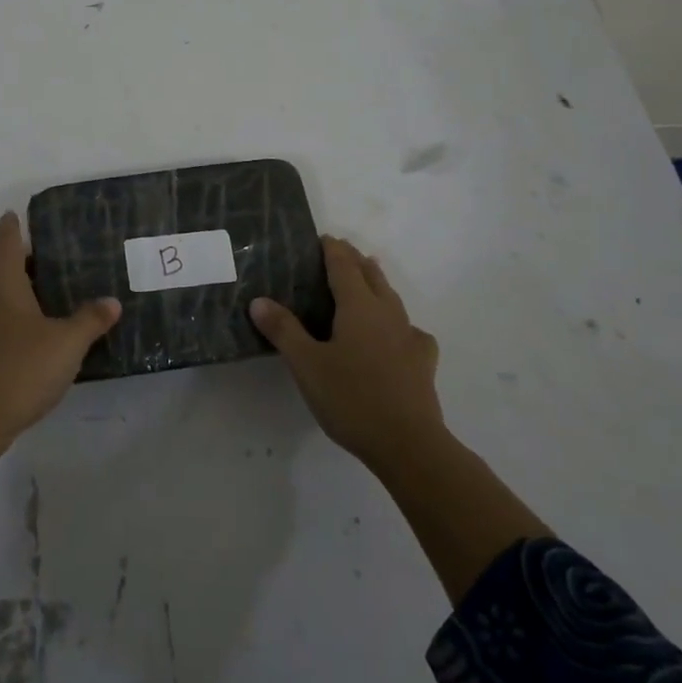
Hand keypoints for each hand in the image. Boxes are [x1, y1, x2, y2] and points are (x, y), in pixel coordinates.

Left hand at [0, 211, 122, 450]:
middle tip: (45, 260)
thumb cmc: (22, 369)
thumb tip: (112, 302)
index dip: (13, 226)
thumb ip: (91, 320)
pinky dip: (6, 313)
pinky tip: (30, 332)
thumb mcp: (68, 343)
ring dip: (10, 288)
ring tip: (42, 294)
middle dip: (14, 258)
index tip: (19, 214)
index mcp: (3, 283)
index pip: (7, 241)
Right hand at [251, 236, 445, 475]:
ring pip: (392, 298)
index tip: (324, 238)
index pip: (344, 266)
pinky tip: (399, 335)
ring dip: (378, 283)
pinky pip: (411, 330)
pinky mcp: (423, 362)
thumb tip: (259, 300)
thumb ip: (283, 330)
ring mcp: (409, 336)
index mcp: (358, 306)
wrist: (408, 444)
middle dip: (356, 260)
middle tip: (341, 252)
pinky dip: (400, 323)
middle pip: (371, 275)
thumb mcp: (306, 365)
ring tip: (369, 276)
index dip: (333, 250)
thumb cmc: (351, 398)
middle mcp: (386, 313)